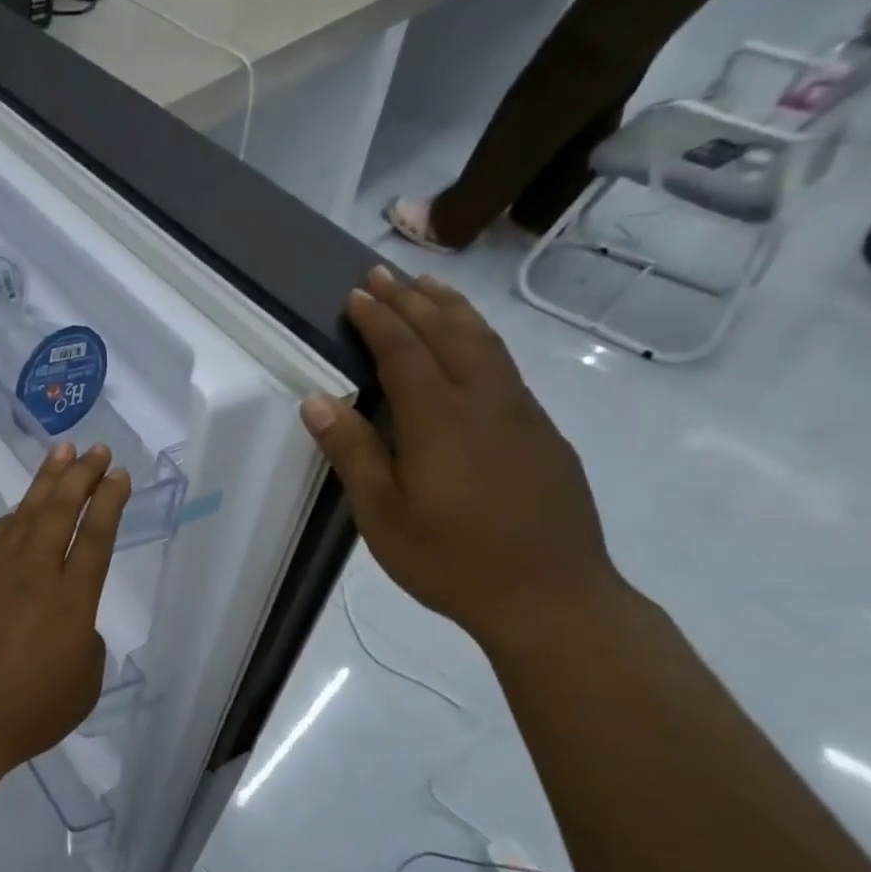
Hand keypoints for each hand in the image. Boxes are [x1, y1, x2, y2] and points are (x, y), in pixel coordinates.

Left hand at [0, 442, 130, 775]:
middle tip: (96, 450)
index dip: (110, 501)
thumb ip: (87, 640)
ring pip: (25, 512)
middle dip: (81, 475)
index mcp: (72, 599)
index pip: (96, 536)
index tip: (119, 475)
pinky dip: (14, 514)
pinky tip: (21, 506)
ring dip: (46, 480)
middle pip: (61, 510)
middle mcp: (35, 573)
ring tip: (62, 452)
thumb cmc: (32, 710)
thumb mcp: (85, 682)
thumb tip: (71, 619)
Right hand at [300, 266, 626, 651]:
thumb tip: (318, 401)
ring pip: (487, 344)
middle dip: (414, 300)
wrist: (553, 598)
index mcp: (440, 419)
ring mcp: (523, 415)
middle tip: (385, 273)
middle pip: (449, 333)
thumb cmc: (452, 560)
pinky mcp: (544, 435)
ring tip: (430, 287)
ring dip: (454, 310)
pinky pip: (507, 368)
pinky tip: (474, 349)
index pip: (405, 351)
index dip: (379, 319)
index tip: (357, 293)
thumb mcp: (384, 515)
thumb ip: (353, 453)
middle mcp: (486, 402)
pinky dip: (481, 340)